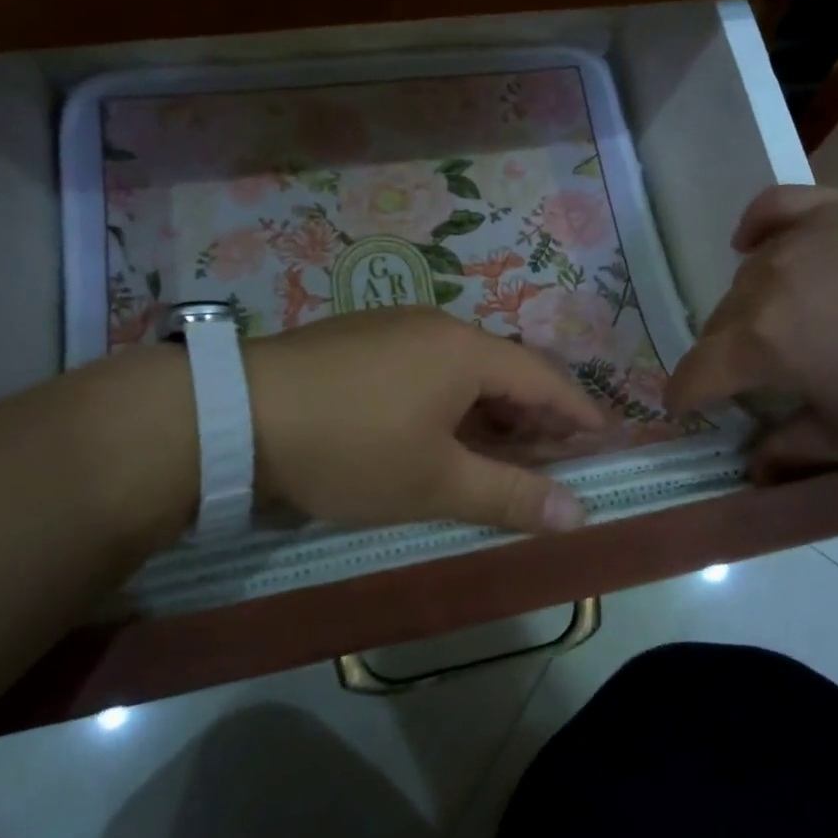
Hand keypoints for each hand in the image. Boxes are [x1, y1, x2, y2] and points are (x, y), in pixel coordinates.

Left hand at [243, 308, 603, 531]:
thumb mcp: (434, 483)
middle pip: (503, 368)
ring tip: (494, 450)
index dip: (577, 410)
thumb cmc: (351, 449)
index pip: (543, 377)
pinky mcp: (358, 336)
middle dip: (531, 414)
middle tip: (550, 457)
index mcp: (466, 351)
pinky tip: (432, 428)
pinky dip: (448, 396)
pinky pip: (425, 363)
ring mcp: (393, 325)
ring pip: (461, 366)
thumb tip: (579, 513)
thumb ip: (510, 495)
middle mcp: (436, 325)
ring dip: (487, 407)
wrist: (235, 413)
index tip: (603, 437)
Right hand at [665, 187, 837, 476]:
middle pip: (717, 323)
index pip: (697, 372)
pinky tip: (755, 243)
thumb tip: (755, 461)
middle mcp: (766, 283)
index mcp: (763, 343)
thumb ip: (797, 448)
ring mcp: (802, 238)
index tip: (685, 414)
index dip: (684, 399)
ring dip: (747, 310)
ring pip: (746, 276)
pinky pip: (776, 209)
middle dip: (722, 359)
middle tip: (755, 386)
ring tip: (780, 330)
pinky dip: (757, 228)